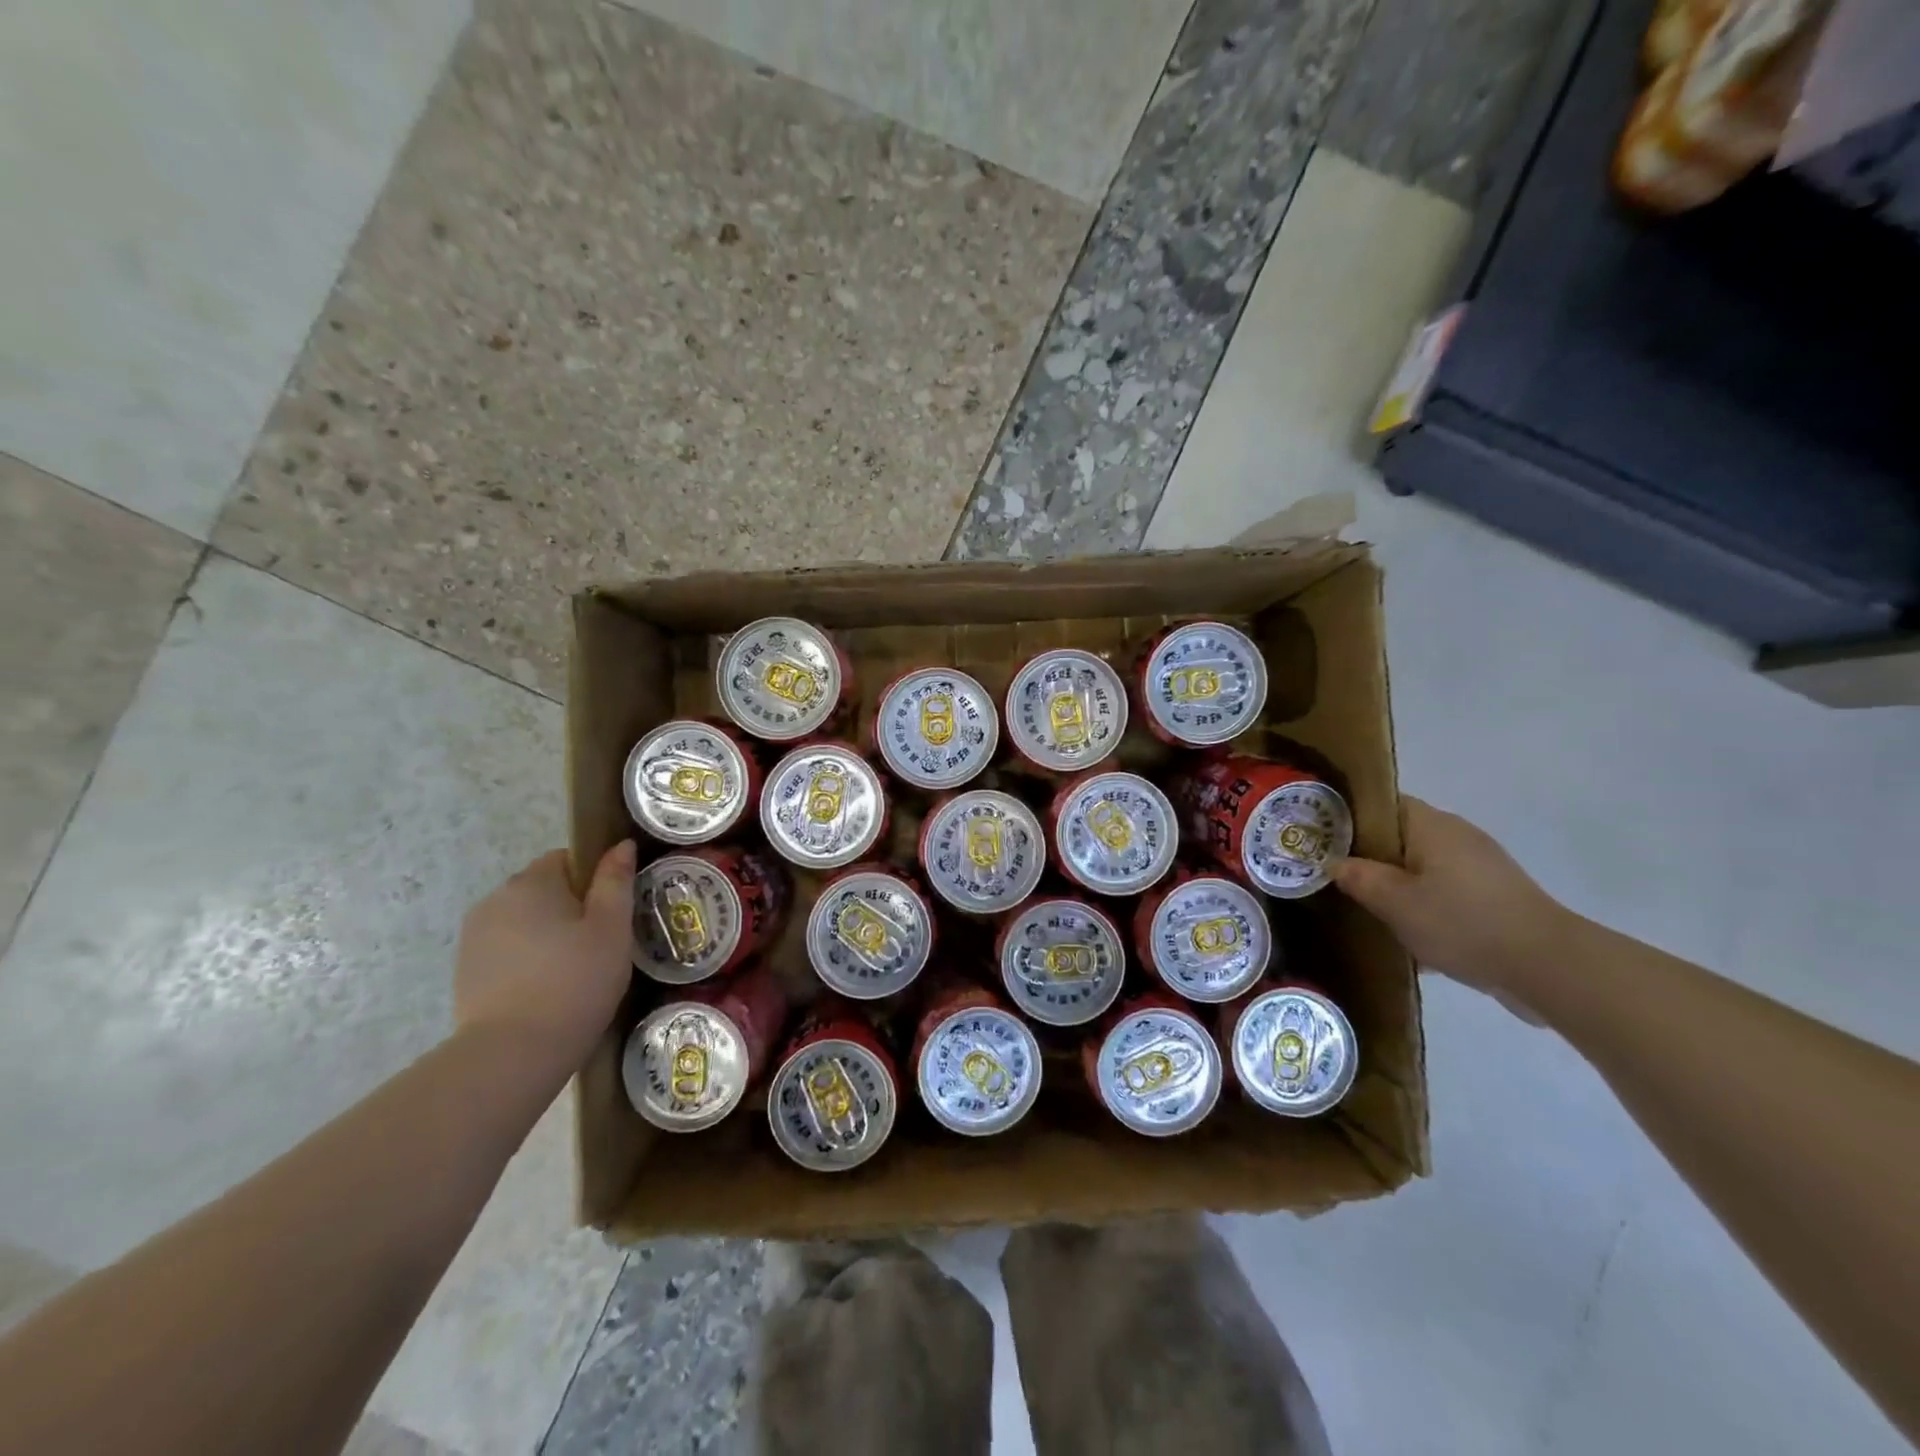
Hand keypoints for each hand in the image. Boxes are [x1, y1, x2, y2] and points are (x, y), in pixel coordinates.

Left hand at [453, 841, 635, 1072]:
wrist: (512, 1054)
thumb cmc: (575, 982)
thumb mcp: (612, 928)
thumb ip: (616, 882)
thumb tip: (621, 845)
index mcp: (532, 882)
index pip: (567, 859)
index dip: (593, 881)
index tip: (611, 914)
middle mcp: (495, 899)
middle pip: (543, 890)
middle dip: (570, 909)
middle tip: (598, 946)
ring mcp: (474, 937)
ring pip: (524, 922)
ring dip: (546, 936)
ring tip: (572, 974)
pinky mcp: (465, 971)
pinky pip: (507, 951)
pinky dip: (526, 962)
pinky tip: (544, 991)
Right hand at [1332, 799, 1573, 1006]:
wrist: (1547, 967)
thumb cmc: (1461, 921)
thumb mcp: (1394, 901)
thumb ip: (1358, 878)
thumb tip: (1335, 863)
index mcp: (1431, 825)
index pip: (1382, 804)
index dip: (1349, 816)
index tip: (1322, 838)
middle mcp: (1457, 836)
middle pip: (1401, 837)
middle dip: (1370, 856)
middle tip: (1336, 878)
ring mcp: (1480, 868)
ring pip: (1423, 867)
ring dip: (1398, 885)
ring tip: (1367, 910)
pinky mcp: (1495, 898)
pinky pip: (1446, 893)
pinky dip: (1425, 906)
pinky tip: (1410, 937)